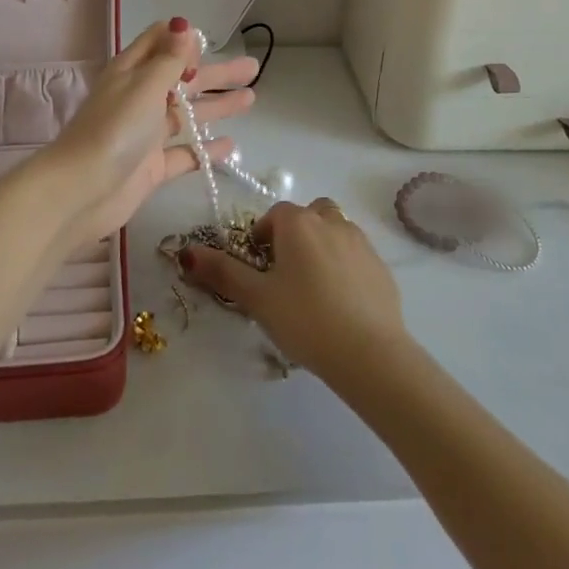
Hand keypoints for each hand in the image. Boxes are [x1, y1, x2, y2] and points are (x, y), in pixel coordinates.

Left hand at [29, 18, 257, 245]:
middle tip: (252, 67)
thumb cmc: (115, 129)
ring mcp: (146, 133)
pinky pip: (184, 153)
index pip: (159, 42)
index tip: (209, 43)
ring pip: (187, 114)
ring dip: (217, 106)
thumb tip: (184, 25)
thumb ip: (170, 59)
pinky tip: (231, 146)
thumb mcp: (145, 85)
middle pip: (183, 79)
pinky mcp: (151, 166)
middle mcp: (139, 97)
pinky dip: (206, 149)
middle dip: (216, 72)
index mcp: (132, 71)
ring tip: (251, 98)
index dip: (183, 40)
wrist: (81, 191)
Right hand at [178, 199, 406, 380]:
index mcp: (298, 222)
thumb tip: (187, 251)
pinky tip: (340, 303)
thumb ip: (222, 272)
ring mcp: (360, 241)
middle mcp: (330, 221)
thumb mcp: (257, 298)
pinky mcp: (381, 266)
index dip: (262, 237)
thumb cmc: (305, 319)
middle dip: (295, 234)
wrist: (370, 353)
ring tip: (313, 288)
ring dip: (322, 246)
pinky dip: (345, 267)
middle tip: (286, 274)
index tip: (259, 268)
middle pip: (308, 215)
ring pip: (335, 231)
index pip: (274, 214)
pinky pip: (356, 255)